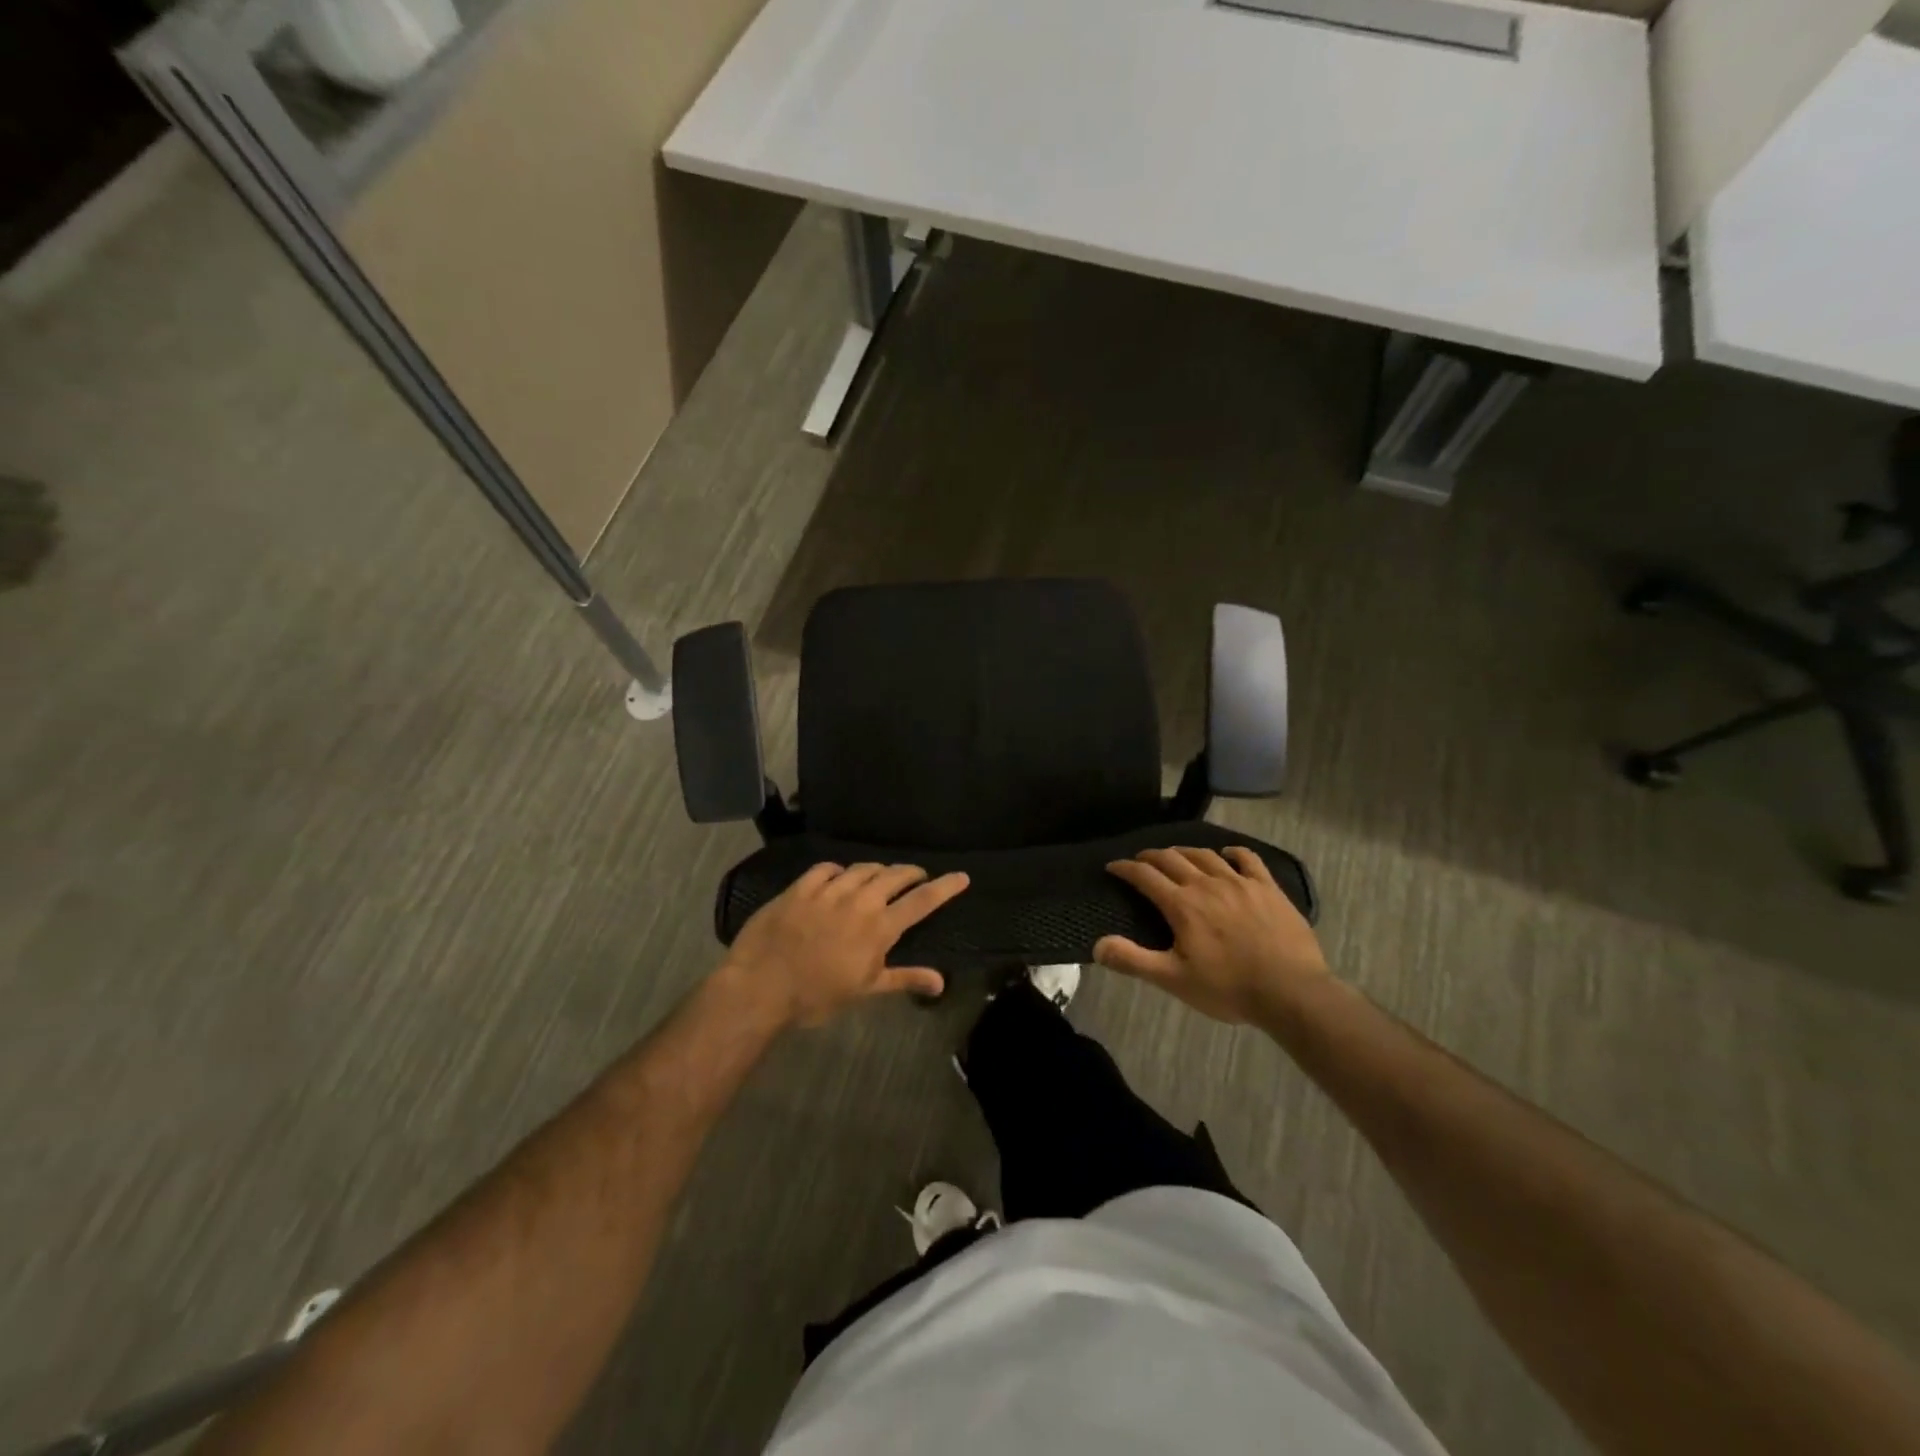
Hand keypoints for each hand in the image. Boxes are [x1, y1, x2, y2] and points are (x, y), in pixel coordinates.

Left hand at [720, 862, 969, 1026]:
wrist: (761, 986)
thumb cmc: (816, 996)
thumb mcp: (865, 991)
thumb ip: (904, 979)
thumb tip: (941, 982)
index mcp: (879, 927)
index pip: (921, 901)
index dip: (945, 887)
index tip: (962, 876)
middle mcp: (859, 901)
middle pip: (894, 876)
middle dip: (911, 873)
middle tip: (917, 877)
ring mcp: (828, 890)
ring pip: (863, 869)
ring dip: (878, 871)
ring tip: (882, 877)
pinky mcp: (801, 887)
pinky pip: (827, 869)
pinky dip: (839, 871)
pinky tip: (839, 876)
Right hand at [1095, 847, 1327, 1024]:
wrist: (1291, 992)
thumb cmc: (1229, 988)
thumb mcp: (1174, 980)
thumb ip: (1133, 960)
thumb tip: (1097, 946)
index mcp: (1182, 905)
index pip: (1145, 876)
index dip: (1125, 868)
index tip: (1113, 867)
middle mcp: (1207, 884)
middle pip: (1172, 859)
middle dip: (1151, 856)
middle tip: (1141, 861)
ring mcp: (1240, 882)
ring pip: (1205, 856)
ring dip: (1185, 852)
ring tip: (1176, 856)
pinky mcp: (1268, 887)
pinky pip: (1247, 858)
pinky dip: (1232, 852)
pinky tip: (1227, 854)